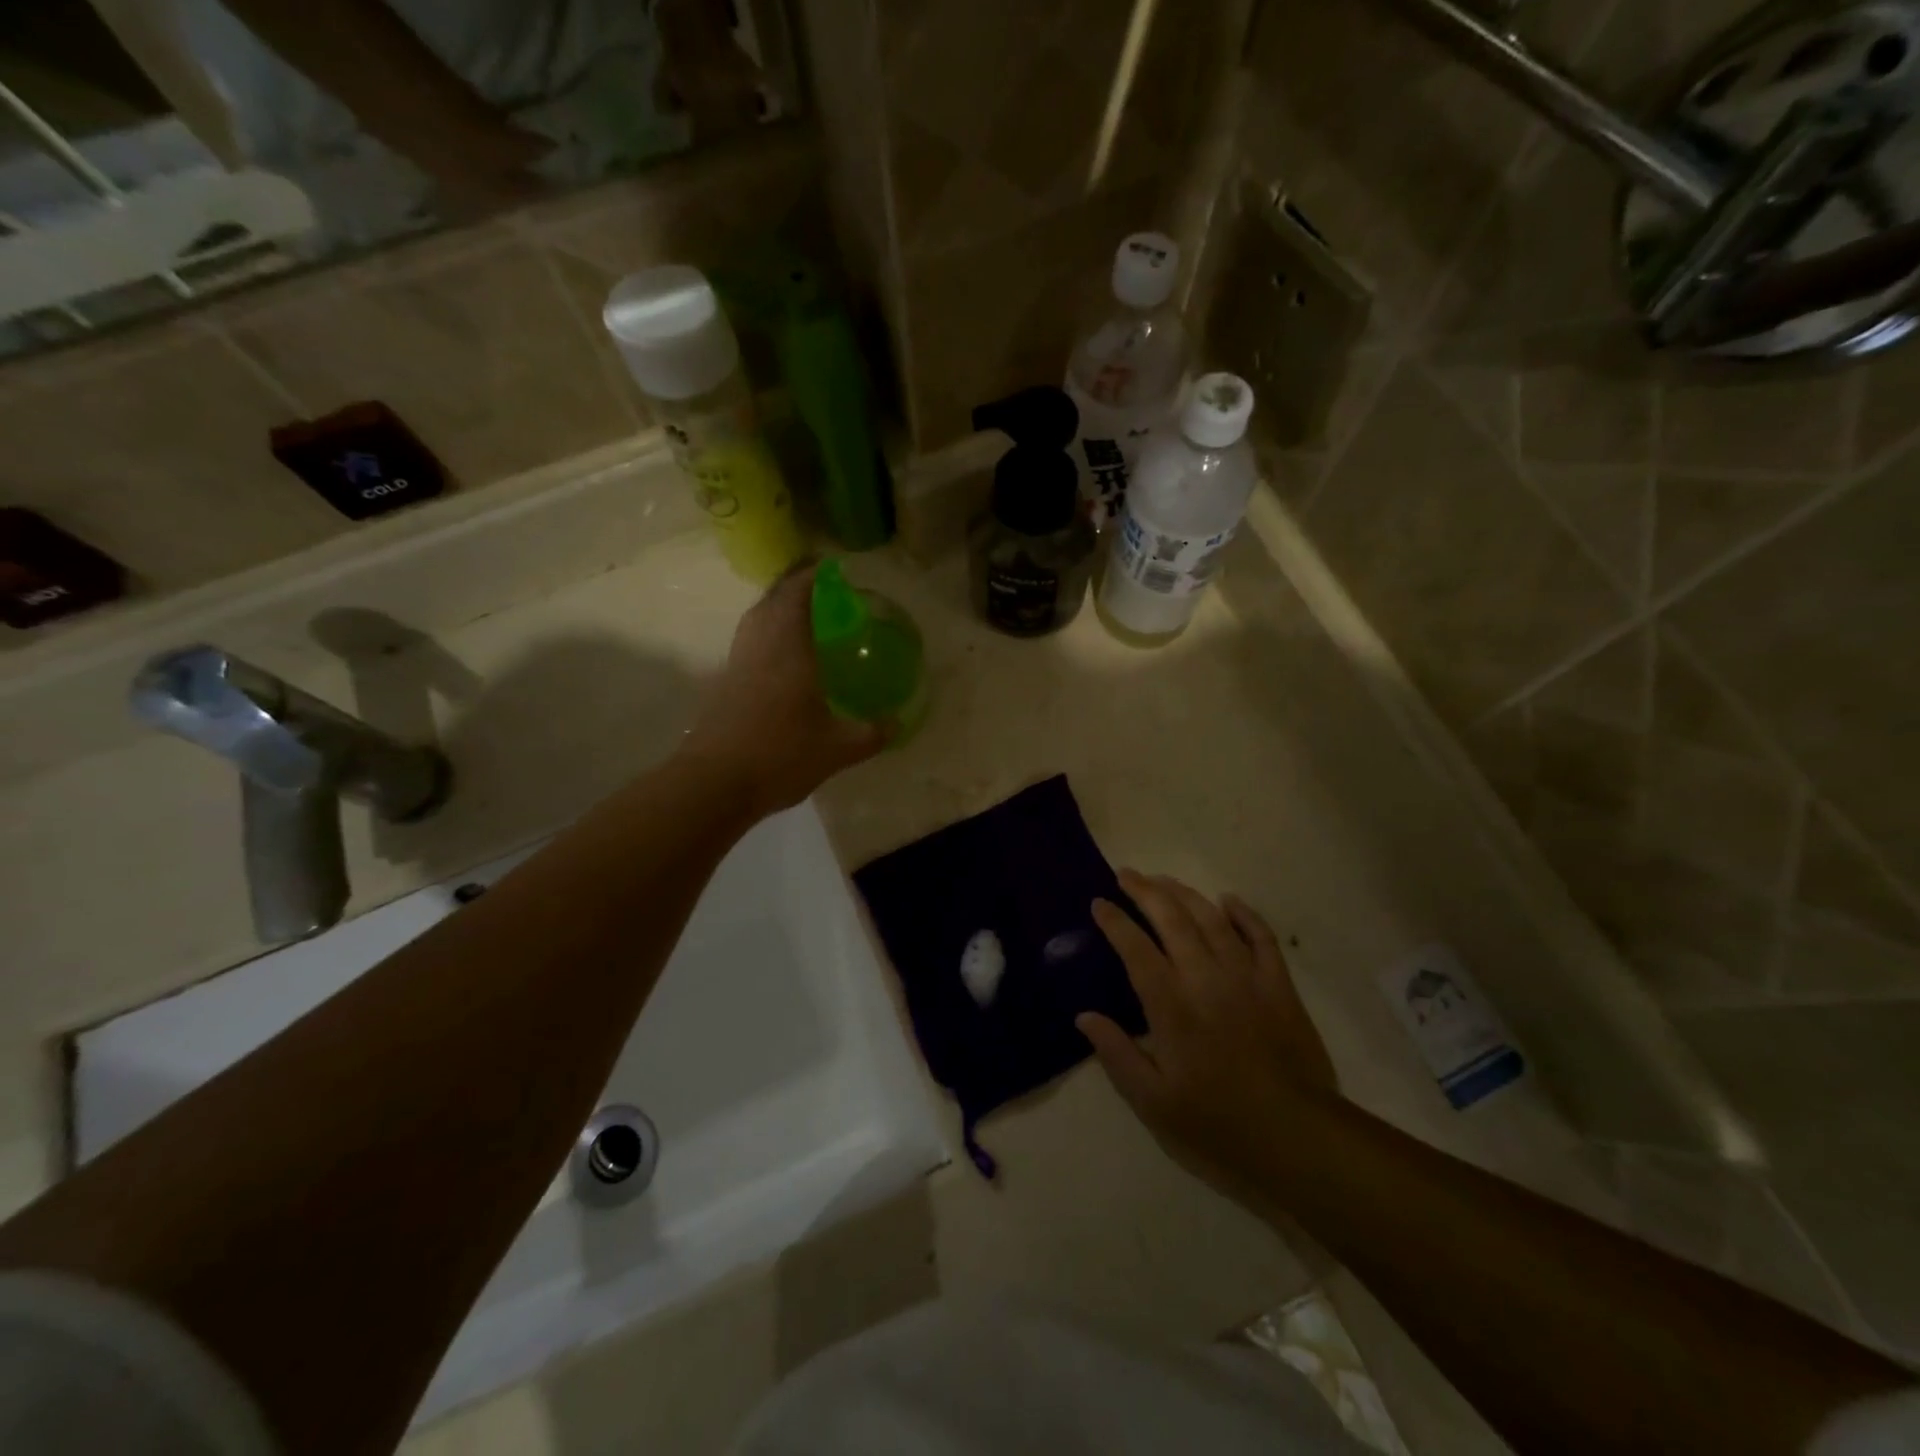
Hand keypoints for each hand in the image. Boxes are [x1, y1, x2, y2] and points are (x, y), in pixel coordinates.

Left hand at [683, 563, 886, 815]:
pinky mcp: (723, 685)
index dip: (812, 575)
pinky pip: (748, 644)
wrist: (715, 784)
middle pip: (771, 601)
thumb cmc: (781, 756)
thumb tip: (897, 723)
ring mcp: (737, 665)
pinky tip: (780, 659)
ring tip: (800, 617)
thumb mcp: (838, 749)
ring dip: (775, 610)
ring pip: (755, 621)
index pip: (797, 595)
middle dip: (793, 587)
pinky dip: (765, 637)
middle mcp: (759, 647)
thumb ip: (871, 734)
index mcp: (789, 650)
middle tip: (820, 590)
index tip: (830, 567)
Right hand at [1079, 872, 1336, 1210]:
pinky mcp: (1279, 986)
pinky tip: (1227, 900)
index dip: (1114, 921)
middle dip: (1145, 891)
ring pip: (1211, 918)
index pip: (1135, 948)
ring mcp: (1246, 977)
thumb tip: (1084, 1016)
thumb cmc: (1217, 1124)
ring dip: (1184, 893)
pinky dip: (1243, 914)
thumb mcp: (1153, 1102)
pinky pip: (1261, 936)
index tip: (1099, 903)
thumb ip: (1117, 1054)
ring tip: (1163, 879)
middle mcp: (1205, 978)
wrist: (1297, 1138)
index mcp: (1171, 1005)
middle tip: (1126, 874)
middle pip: (1171, 919)